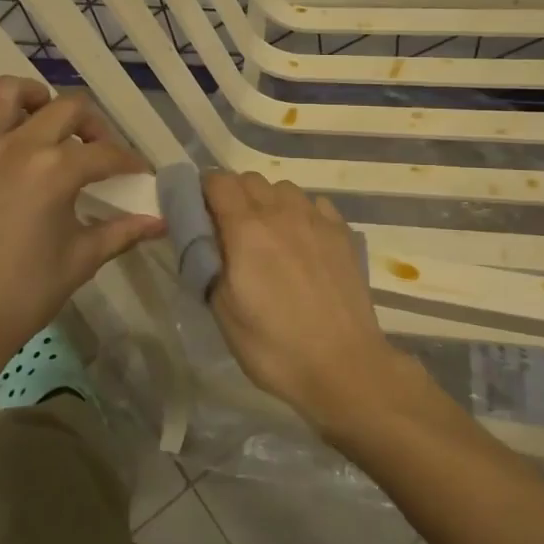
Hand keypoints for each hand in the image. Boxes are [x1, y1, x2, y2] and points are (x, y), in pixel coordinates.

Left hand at [0, 74, 164, 390]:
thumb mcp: (82, 259)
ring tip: (44, 118)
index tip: (136, 174)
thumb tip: (162, 221)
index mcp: (57, 172)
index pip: (106, 154)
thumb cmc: (25, 293)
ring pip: (10, 91)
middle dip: (93, 127)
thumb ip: (124, 231)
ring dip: (37, 97)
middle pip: (68, 109)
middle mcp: (19, 146)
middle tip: (96, 151)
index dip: (129, 163)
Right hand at [201, 172, 401, 431]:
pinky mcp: (342, 232)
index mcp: (246, 230)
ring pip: (283, 188)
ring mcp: (316, 219)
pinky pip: (314, 204)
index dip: (204, 192)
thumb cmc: (275, 346)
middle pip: (250, 179)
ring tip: (269, 235)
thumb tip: (206, 240)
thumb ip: (209, 265)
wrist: (344, 365)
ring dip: (268, 201)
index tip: (200, 214)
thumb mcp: (224, 313)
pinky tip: (303, 241)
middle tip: (230, 230)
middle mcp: (281, 212)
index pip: (218, 182)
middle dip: (234, 195)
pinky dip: (301, 213)